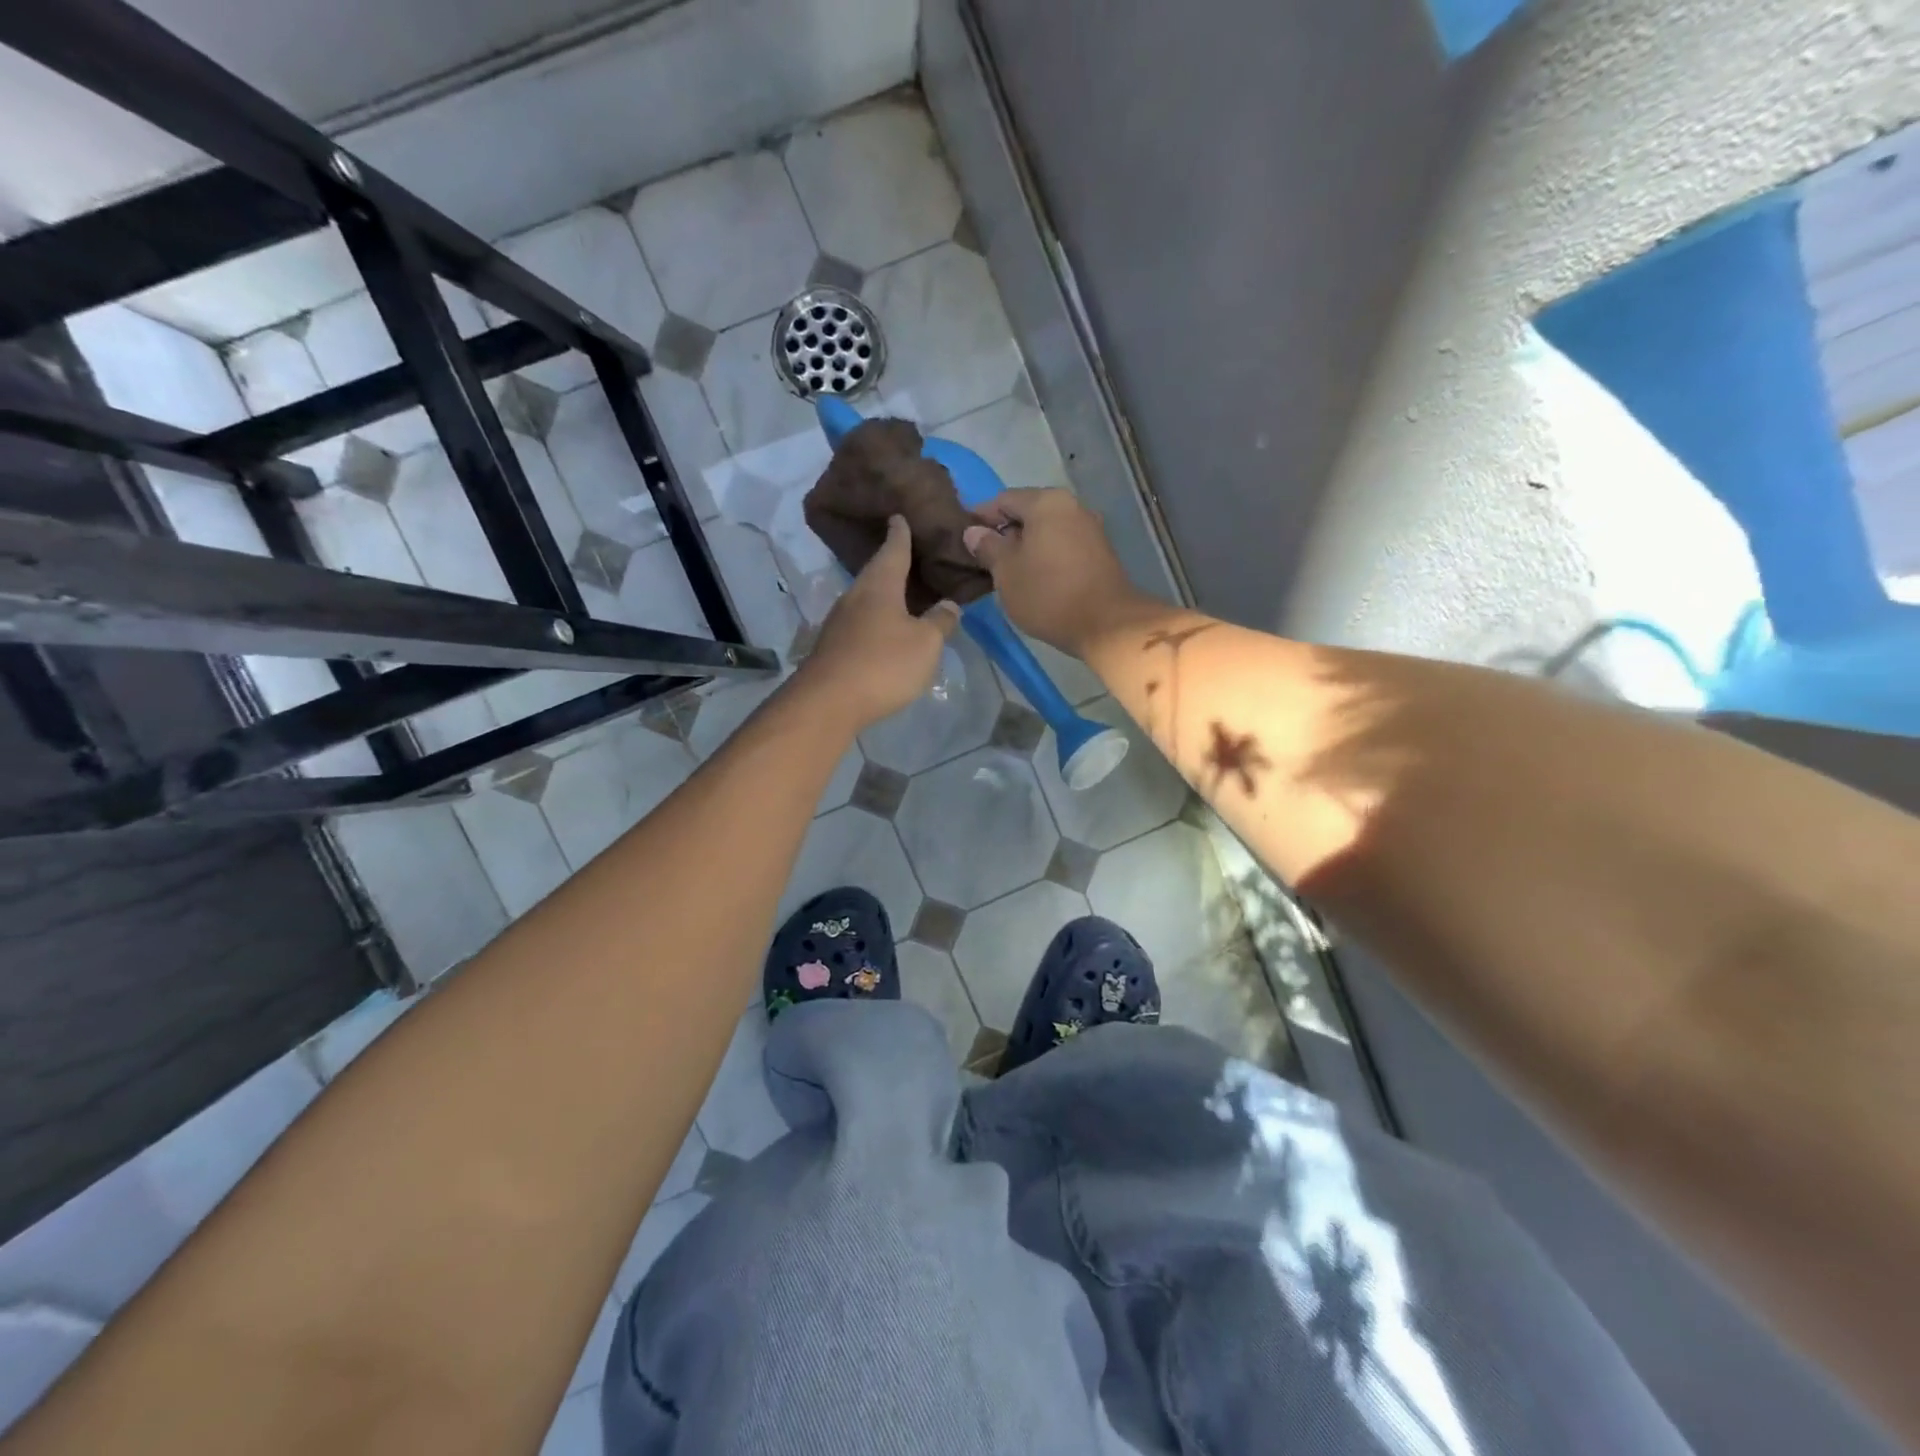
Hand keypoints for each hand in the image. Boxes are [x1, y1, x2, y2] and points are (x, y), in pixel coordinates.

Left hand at [797, 515, 961, 728]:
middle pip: (877, 572)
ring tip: (905, 593)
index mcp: (880, 585)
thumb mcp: (925, 643)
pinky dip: (876, 619)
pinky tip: (886, 629)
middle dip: (892, 563)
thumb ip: (940, 622)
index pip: (893, 549)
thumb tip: (949, 604)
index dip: (900, 533)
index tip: (899, 516)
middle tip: (911, 554)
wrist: (828, 701)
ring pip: (867, 598)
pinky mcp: (833, 646)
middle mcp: (856, 596)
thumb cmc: (883, 663)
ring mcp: (840, 622)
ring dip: (884, 594)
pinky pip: (860, 622)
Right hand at [962, 489, 1146, 653]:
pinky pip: (1063, 545)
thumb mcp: (1006, 572)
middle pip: (1028, 512)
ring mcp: (1090, 528)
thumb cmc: (1047, 594)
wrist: (1105, 624)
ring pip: (1047, 530)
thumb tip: (974, 532)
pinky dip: (1046, 555)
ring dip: (1026, 546)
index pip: (1003, 499)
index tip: (965, 538)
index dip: (981, 517)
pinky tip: (1035, 577)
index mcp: (1046, 502)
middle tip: (985, 559)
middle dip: (1005, 532)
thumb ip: (988, 547)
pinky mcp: (1100, 552)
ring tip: (1008, 572)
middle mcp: (1072, 506)